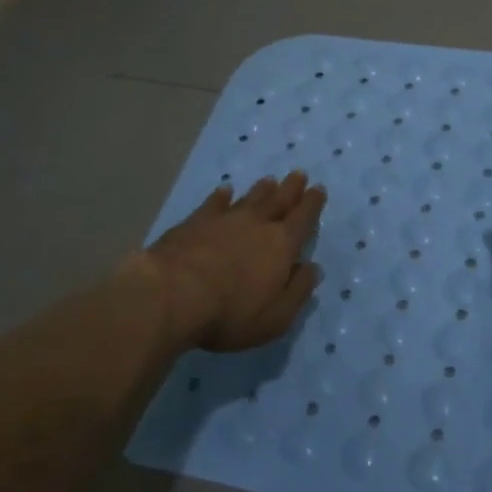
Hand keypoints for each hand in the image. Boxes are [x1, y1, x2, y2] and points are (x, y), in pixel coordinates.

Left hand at [141, 172, 326, 350]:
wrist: (172, 295)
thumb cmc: (230, 313)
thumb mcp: (276, 316)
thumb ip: (298, 291)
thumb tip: (313, 268)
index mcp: (281, 246)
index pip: (303, 219)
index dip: (312, 204)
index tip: (318, 188)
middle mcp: (257, 225)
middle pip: (278, 201)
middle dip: (291, 189)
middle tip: (298, 174)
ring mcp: (224, 220)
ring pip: (249, 199)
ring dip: (261, 190)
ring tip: (270, 180)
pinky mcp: (194, 223)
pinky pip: (213, 203)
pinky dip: (221, 196)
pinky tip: (224, 190)